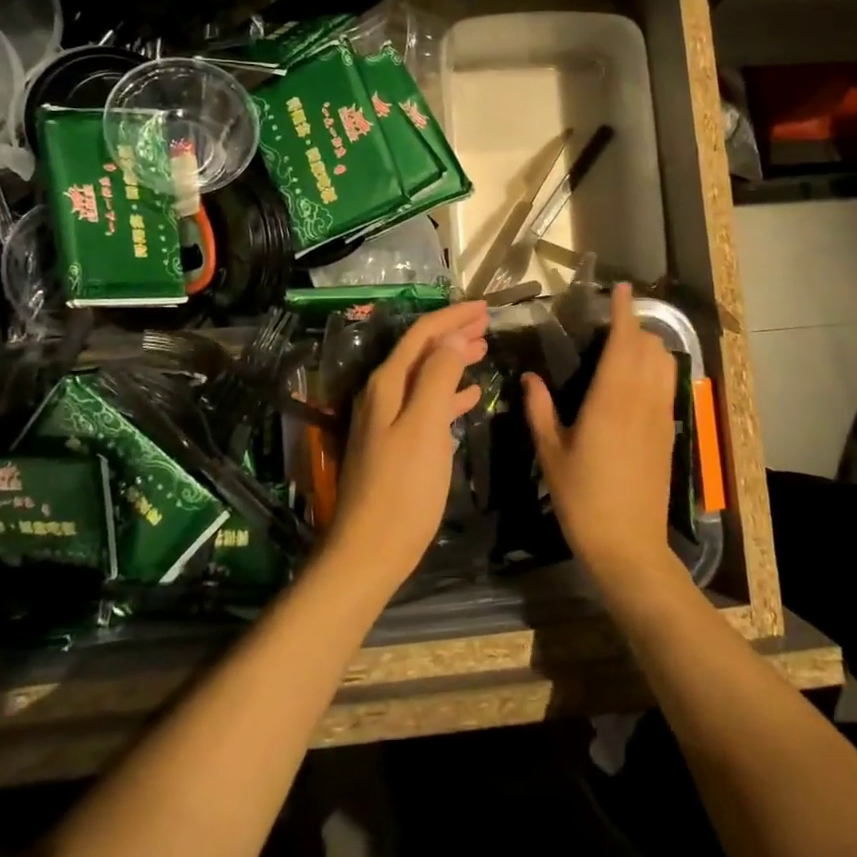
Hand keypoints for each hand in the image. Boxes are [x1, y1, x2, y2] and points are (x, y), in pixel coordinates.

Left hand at [326, 299, 489, 595]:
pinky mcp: (395, 444)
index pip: (421, 335)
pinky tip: (470, 396)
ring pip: (425, 376)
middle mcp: (382, 394)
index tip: (484, 307)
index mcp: (387, 384)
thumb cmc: (403, 488)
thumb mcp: (424, 427)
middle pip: (421, 351)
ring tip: (482, 350)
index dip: (452, 317)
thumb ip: (437, 378)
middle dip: (453, 334)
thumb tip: (450, 340)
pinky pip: (426, 405)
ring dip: (452, 361)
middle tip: (487, 323)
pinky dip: (448, 394)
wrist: (370, 550)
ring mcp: (387, 420)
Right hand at [523, 283, 680, 589]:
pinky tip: (638, 379)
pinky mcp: (668, 432)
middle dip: (635, 325)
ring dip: (649, 345)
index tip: (622, 288)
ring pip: (664, 364)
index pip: (623, 342)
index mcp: (611, 400)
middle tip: (612, 320)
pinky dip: (657, 368)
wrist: (629, 546)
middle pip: (649, 347)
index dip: (624, 312)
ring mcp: (660, 417)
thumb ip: (540, 410)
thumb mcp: (551, 453)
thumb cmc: (583, 499)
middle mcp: (641, 400)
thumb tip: (529, 377)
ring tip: (626, 344)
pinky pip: (668, 385)